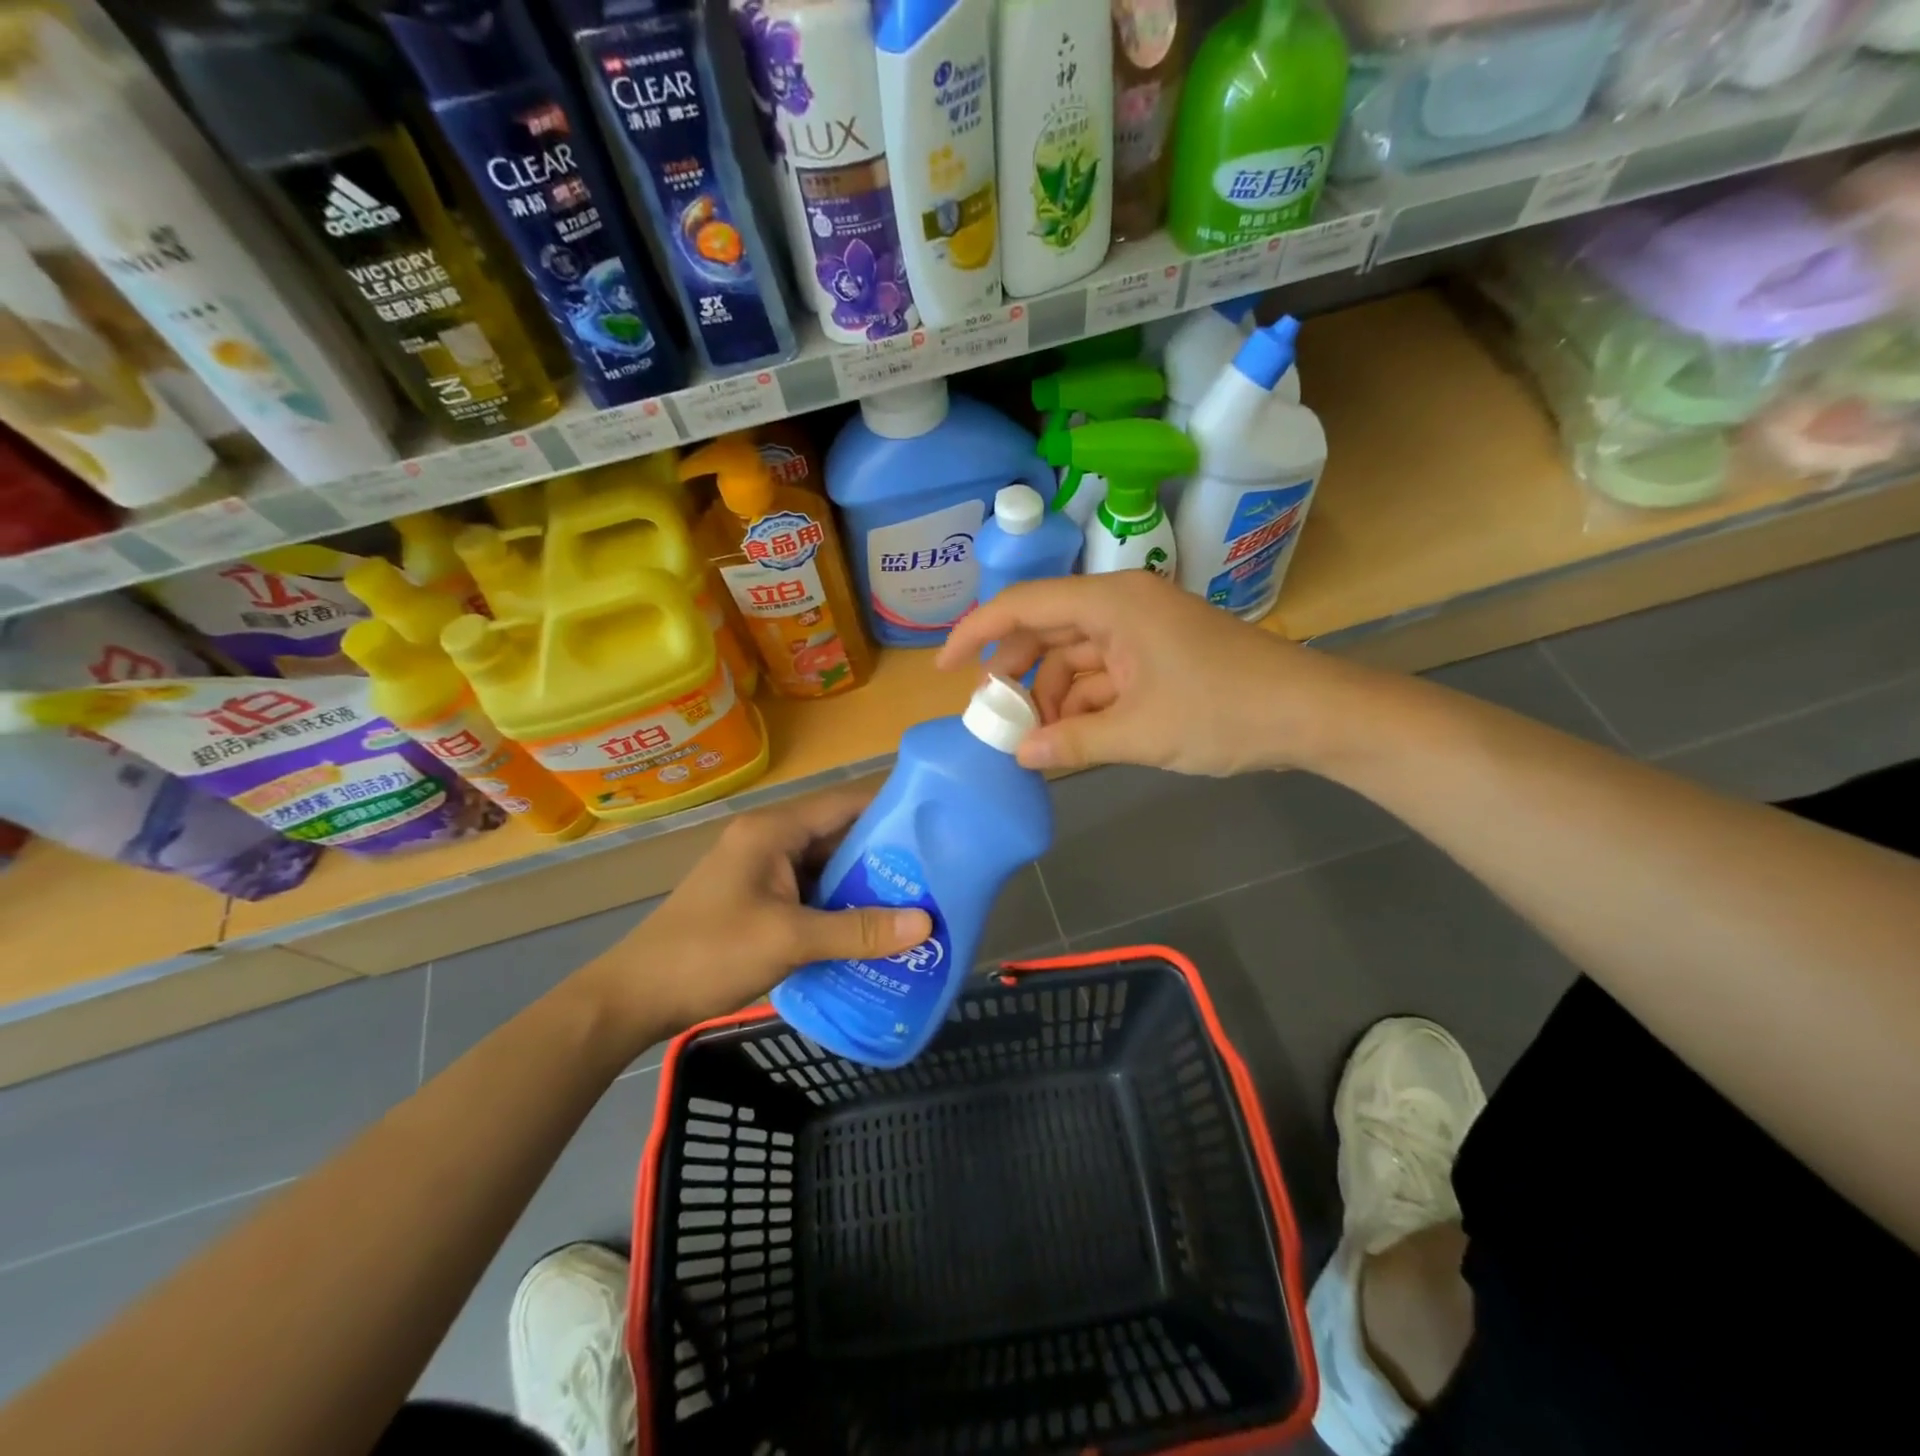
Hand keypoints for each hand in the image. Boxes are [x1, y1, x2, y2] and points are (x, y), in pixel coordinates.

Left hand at [584, 791, 932, 1037]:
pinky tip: (874, 931)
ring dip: (864, 887)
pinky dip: (840, 909)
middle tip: (937, 878)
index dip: (892, 812)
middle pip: (839, 837)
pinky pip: (811, 896)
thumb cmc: (708, 953)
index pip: (845, 804)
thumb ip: (858, 930)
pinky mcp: (759, 901)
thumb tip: (925, 924)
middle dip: (885, 858)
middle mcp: (770, 841)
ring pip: (827, 870)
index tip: (939, 828)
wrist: (633, 998)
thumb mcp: (789, 939)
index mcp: (774, 830)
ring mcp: (763, 872)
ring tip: (917, 905)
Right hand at [938, 573, 1348, 776]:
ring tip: (1036, 742)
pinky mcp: (1157, 656)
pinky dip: (1083, 704)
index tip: (943, 668)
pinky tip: (1071, 738)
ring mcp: (1141, 631)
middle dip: (1015, 676)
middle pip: (1045, 631)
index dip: (975, 633)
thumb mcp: (1140, 733)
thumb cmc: (1225, 712)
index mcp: (1112, 603)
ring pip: (1072, 657)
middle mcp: (1121, 606)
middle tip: (995, 719)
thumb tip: (1019, 756)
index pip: (1023, 605)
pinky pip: (1102, 674)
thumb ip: (1072, 743)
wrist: (1313, 715)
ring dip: (1050, 697)